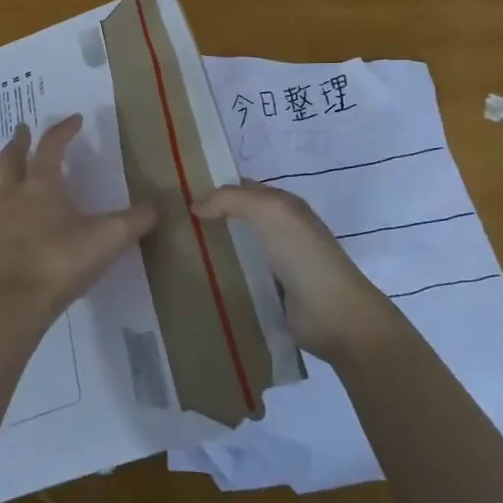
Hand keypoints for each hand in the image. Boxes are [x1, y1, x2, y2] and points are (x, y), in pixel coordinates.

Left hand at [0, 116, 156, 327]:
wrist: (17, 304)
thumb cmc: (62, 262)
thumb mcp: (109, 239)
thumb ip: (135, 221)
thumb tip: (156, 207)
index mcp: (42, 185)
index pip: (52, 146)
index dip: (64, 130)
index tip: (75, 119)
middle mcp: (14, 195)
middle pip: (11, 158)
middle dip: (20, 141)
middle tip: (22, 129)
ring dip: (2, 172)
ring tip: (7, 167)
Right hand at [192, 181, 394, 359]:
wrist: (334, 315)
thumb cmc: (303, 255)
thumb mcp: (270, 212)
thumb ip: (232, 200)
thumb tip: (195, 205)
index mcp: (284, 206)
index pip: (242, 189)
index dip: (214, 188)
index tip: (177, 194)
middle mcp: (280, 231)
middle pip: (236, 219)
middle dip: (208, 219)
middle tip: (168, 224)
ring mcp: (275, 264)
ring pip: (234, 249)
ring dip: (210, 250)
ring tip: (173, 252)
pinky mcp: (269, 295)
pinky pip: (237, 278)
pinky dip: (218, 277)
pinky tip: (194, 279)